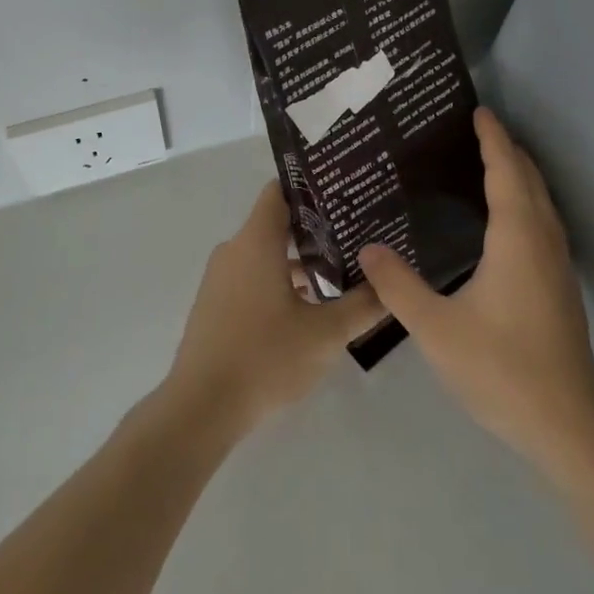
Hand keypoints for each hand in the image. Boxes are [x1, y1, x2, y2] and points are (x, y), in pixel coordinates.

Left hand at [166, 181, 385, 433]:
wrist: (202, 406)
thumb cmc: (265, 357)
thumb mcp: (325, 334)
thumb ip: (363, 305)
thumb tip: (391, 283)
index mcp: (256, 241)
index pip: (280, 191)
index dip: (311, 187)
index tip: (343, 193)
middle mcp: (235, 249)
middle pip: (276, 223)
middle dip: (316, 228)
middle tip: (356, 234)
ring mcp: (221, 277)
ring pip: (266, 253)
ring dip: (300, 260)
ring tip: (341, 272)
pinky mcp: (216, 303)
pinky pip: (252, 275)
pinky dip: (279, 280)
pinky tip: (309, 305)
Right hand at [359, 108, 593, 475]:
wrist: (567, 425)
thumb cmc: (501, 369)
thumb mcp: (435, 328)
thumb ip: (398, 285)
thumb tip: (368, 248)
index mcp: (516, 239)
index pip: (506, 171)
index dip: (493, 139)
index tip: (478, 111)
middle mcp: (543, 242)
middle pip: (530, 180)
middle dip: (507, 150)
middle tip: (473, 130)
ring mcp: (557, 266)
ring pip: (541, 203)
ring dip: (518, 176)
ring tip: (485, 164)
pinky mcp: (559, 288)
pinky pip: (542, 224)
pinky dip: (523, 202)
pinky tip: (500, 222)